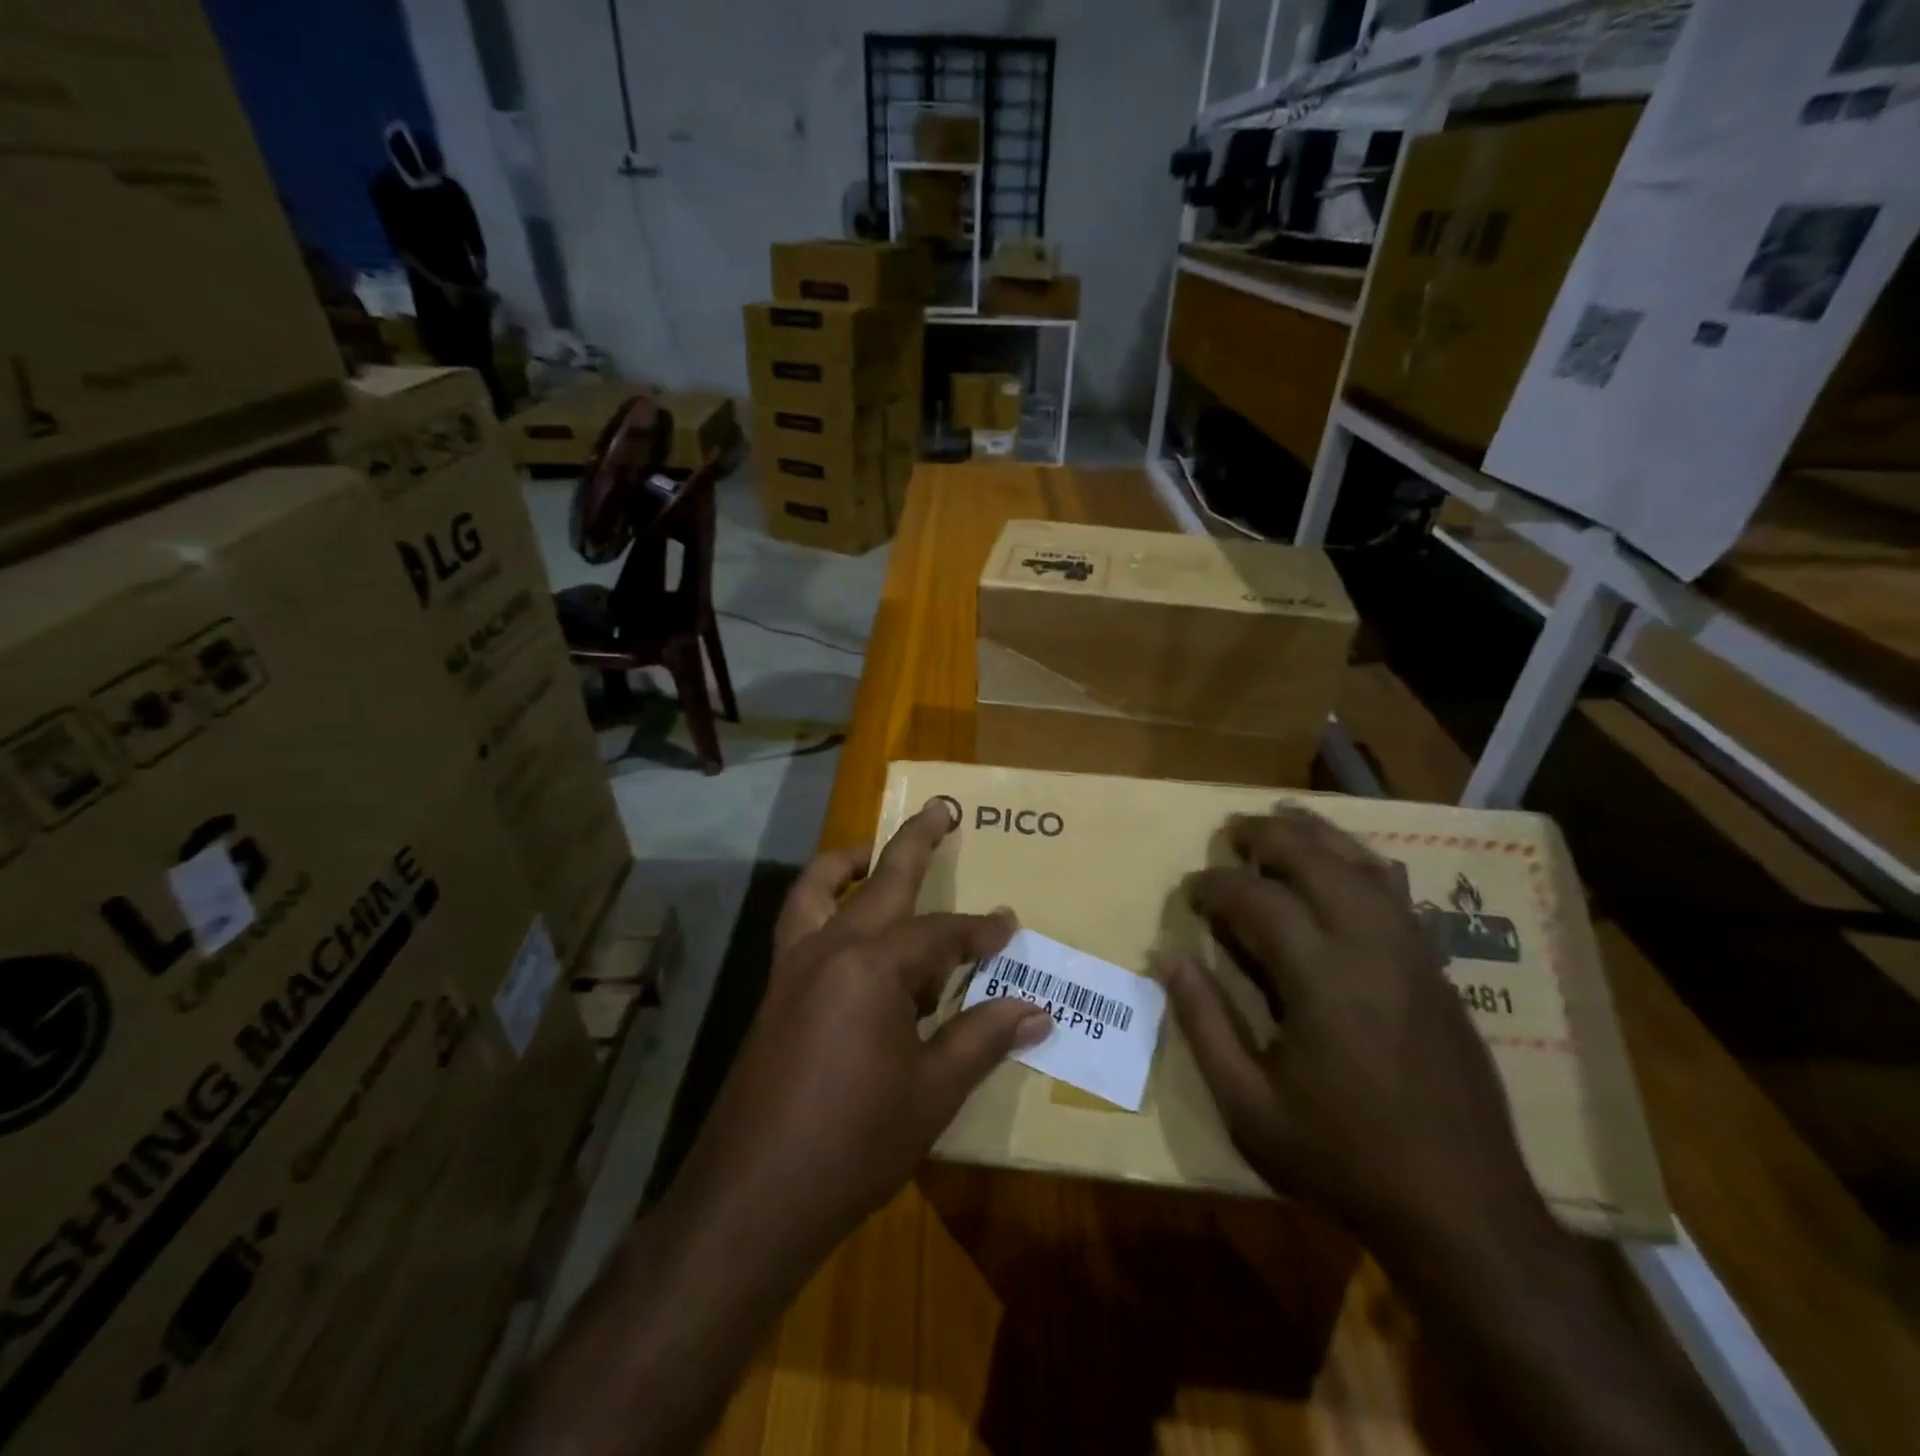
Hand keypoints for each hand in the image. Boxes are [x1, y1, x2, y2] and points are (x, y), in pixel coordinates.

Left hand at [671, 800, 1051, 1258]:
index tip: (1010, 925)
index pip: (941, 934)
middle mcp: (829, 948)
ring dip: (848, 862)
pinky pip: (798, 925)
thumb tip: (1037, 1009)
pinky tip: (842, 928)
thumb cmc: (853, 1143)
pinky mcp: (774, 991)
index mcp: (873, 967)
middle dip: (915, 844)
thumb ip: (982, 1038)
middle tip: (939, 810)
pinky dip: (820, 904)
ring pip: (817, 889)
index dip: (980, 930)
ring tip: (873, 851)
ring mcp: (793, 966)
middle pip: (881, 881)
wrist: (753, 1197)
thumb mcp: (933, 1092)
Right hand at [1164, 807, 1546, 1255]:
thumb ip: (1202, 1022)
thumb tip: (1165, 957)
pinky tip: (1345, 861)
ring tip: (1281, 819)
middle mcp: (1371, 947)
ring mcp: (1413, 954)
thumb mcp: (1248, 1105)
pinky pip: (1397, 892)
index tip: (1190, 890)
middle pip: (1315, 860)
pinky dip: (1361, 861)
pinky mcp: (1438, 970)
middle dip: (1266, 836)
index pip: (1257, 899)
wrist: (1465, 1212)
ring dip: (1316, 835)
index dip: (1215, 885)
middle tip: (1229, 831)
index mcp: (1321, 978)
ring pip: (1363, 864)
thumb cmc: (1342, 1159)